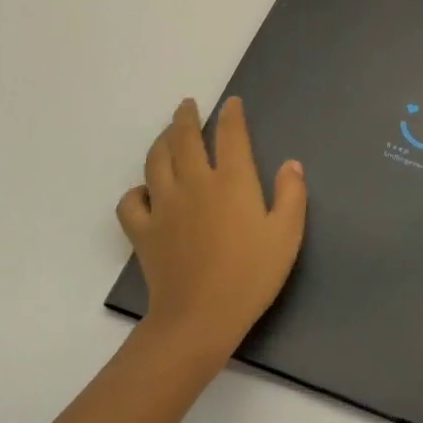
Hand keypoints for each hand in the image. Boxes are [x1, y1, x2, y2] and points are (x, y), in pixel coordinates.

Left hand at [116, 97, 307, 367]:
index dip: (231, 115)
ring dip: (161, 141)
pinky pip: (131, 201)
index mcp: (231, 181)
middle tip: (187, 105)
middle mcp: (194, 183)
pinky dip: (136, 190)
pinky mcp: (143, 231)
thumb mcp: (287, 234)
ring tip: (168, 134)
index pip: (230, 135)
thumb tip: (291, 164)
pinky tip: (146, 191)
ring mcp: (164, 205)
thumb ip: (291, 194)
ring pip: (155, 160)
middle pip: (184, 138)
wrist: (200, 318)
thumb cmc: (251, 275)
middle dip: (186, 117)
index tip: (231, 104)